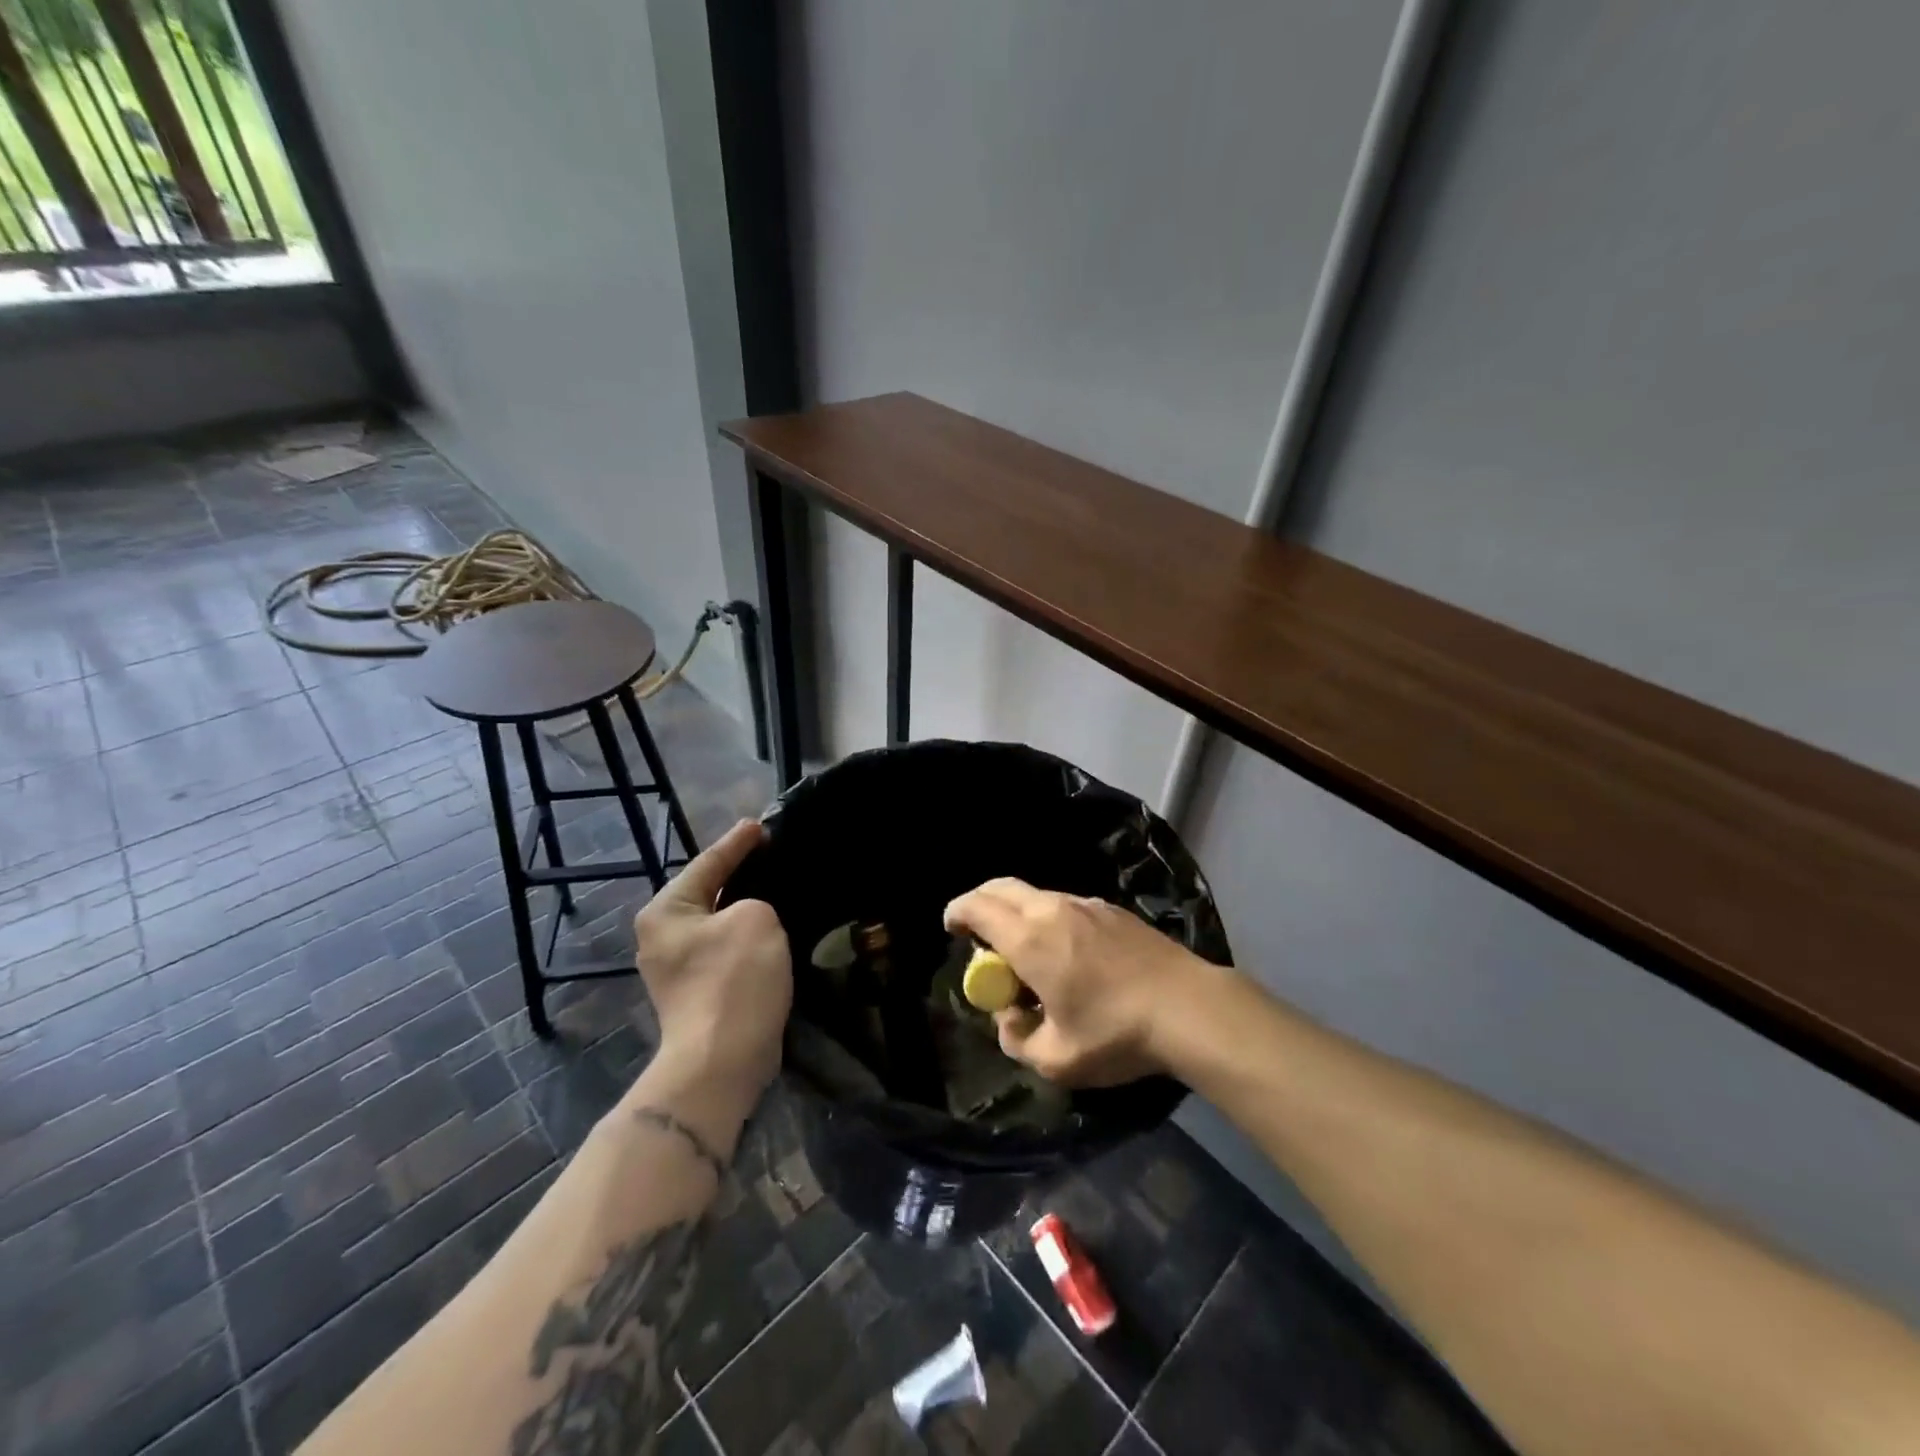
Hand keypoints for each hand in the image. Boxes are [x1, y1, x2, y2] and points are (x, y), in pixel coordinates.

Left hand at [632, 819, 791, 1093]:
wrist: (722, 1061)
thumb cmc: (734, 980)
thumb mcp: (755, 918)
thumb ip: (755, 901)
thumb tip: (750, 917)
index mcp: (666, 911)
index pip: (708, 863)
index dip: (737, 842)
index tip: (760, 825)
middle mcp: (662, 937)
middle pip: (708, 893)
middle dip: (739, 875)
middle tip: (771, 854)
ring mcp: (677, 969)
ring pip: (719, 924)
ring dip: (746, 910)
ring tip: (777, 890)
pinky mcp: (698, 993)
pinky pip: (727, 950)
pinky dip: (748, 939)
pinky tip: (773, 933)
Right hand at [943, 878, 1209, 1086]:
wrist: (1189, 1007)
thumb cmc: (1116, 1034)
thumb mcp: (1056, 1060)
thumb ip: (1017, 1039)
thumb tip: (1009, 1018)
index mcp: (1030, 938)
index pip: (978, 907)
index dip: (957, 913)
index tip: (951, 928)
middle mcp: (1053, 909)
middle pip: (1002, 887)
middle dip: (980, 902)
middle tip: (975, 930)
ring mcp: (1086, 904)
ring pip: (1036, 894)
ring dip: (1016, 911)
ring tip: (1024, 950)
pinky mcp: (1113, 910)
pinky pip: (1065, 904)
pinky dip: (1047, 917)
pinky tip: (1066, 952)